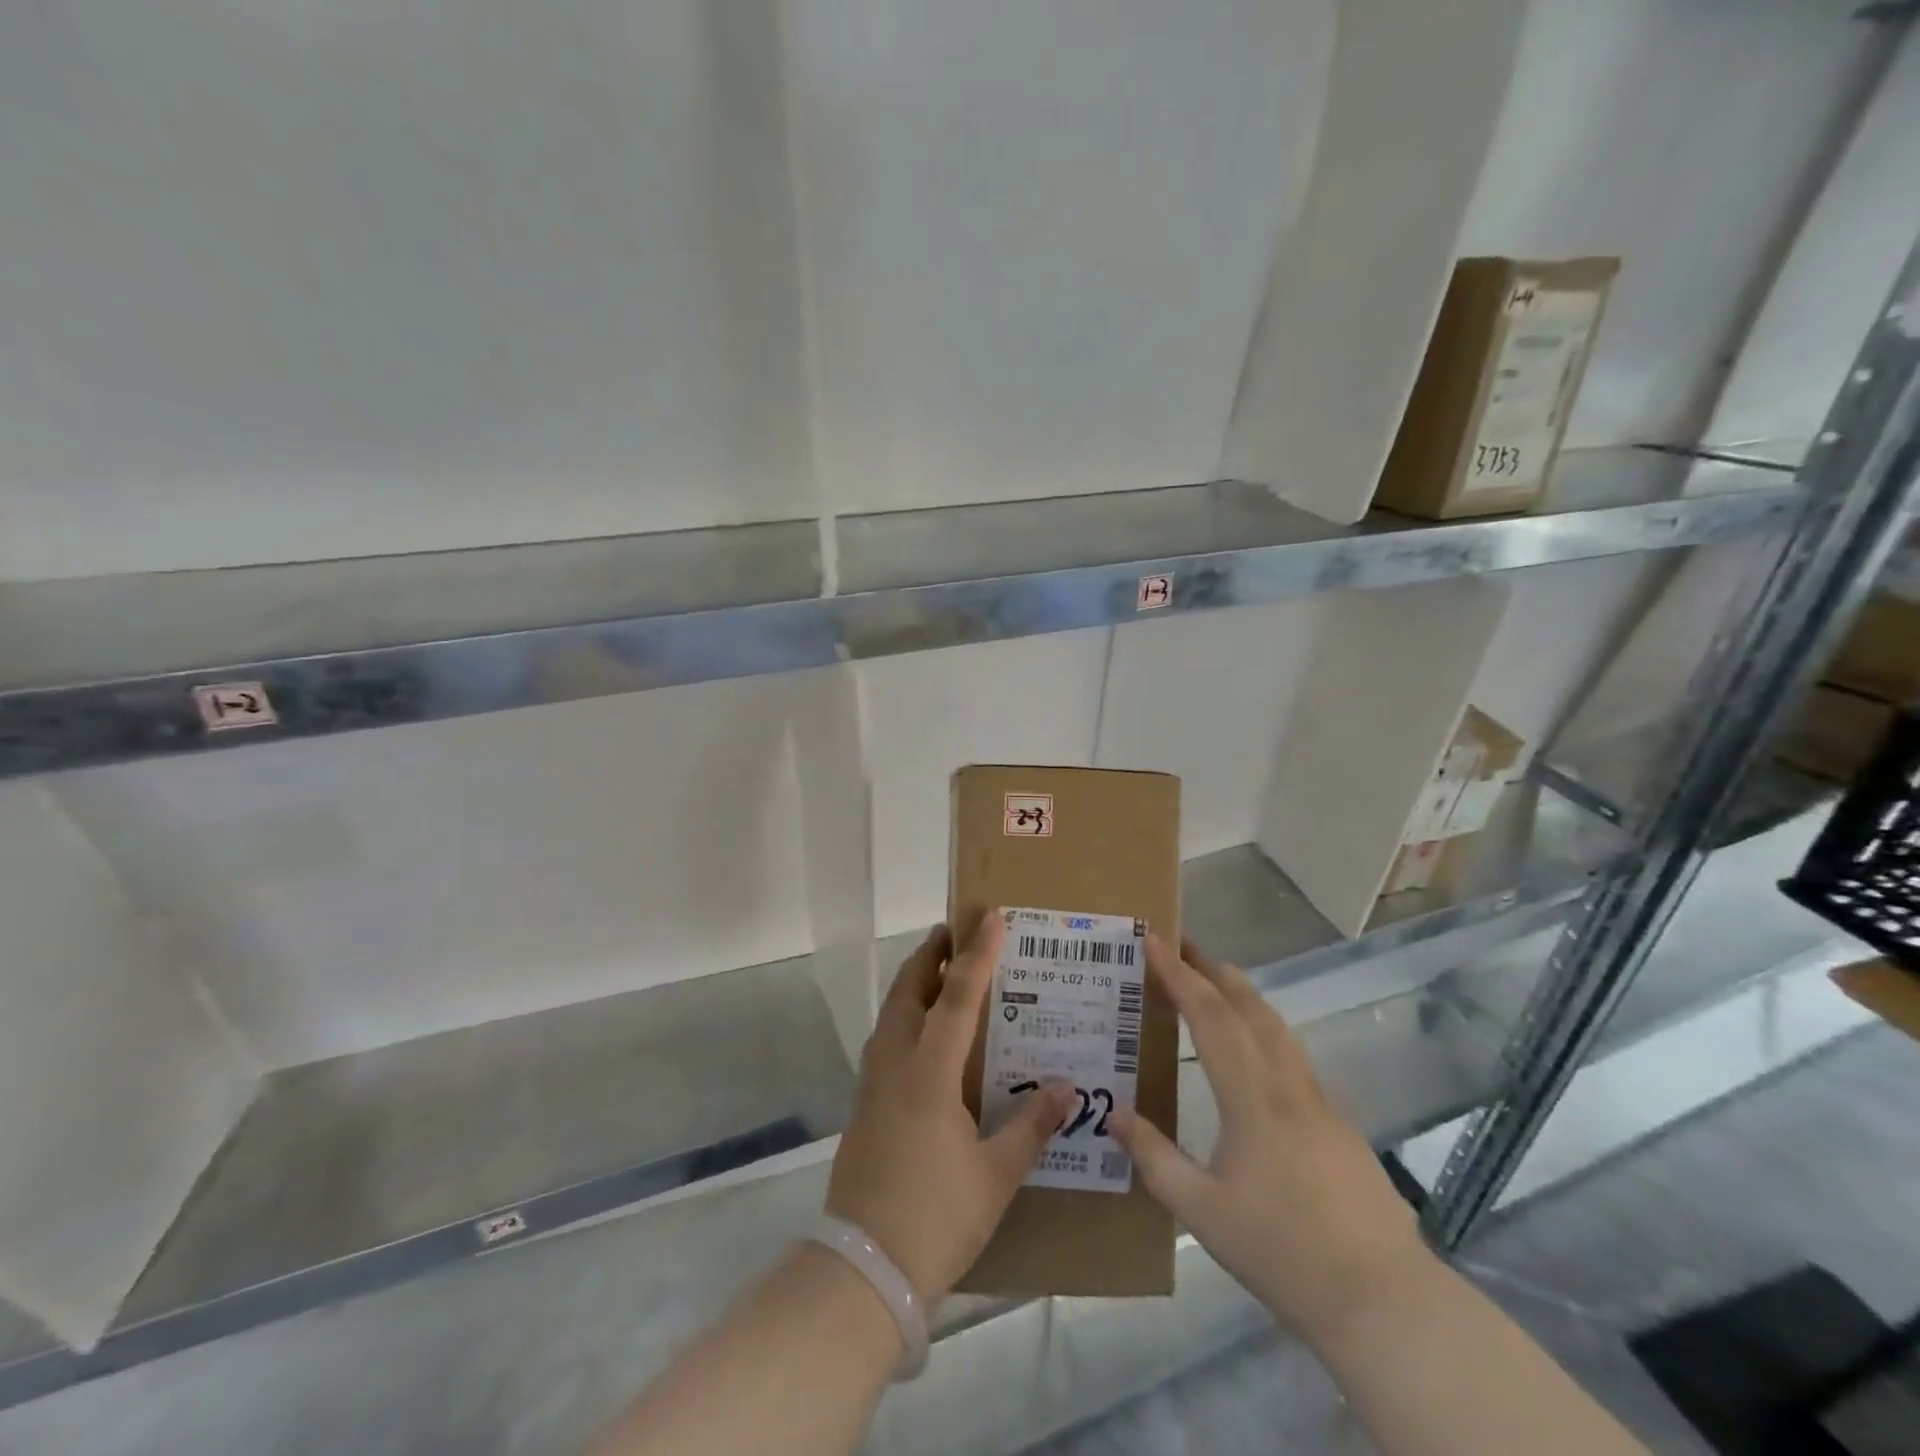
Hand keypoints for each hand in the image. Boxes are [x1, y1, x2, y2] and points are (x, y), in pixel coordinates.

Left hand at [826, 915, 1074, 1305]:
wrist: (864, 1267)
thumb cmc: (936, 1216)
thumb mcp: (995, 1174)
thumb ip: (1031, 1126)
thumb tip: (1067, 1089)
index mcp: (929, 1072)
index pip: (956, 997)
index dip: (977, 955)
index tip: (990, 918)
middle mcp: (895, 1063)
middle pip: (909, 990)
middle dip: (932, 955)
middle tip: (956, 933)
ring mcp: (873, 1082)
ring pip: (891, 1012)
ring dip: (914, 983)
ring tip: (942, 972)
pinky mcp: (863, 1103)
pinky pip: (885, 1038)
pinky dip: (904, 1016)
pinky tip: (924, 1034)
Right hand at [1110, 936, 1432, 1347]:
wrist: (1383, 1301)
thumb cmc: (1283, 1252)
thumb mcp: (1202, 1211)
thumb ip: (1154, 1158)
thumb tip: (1112, 1113)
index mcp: (1252, 1098)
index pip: (1209, 1016)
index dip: (1178, 974)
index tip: (1153, 940)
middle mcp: (1288, 1085)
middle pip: (1249, 1006)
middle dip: (1211, 968)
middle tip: (1180, 944)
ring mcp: (1320, 1103)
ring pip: (1277, 1027)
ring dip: (1241, 993)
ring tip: (1213, 980)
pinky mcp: (1339, 1125)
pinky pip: (1292, 1055)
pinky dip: (1262, 1027)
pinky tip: (1253, 1049)